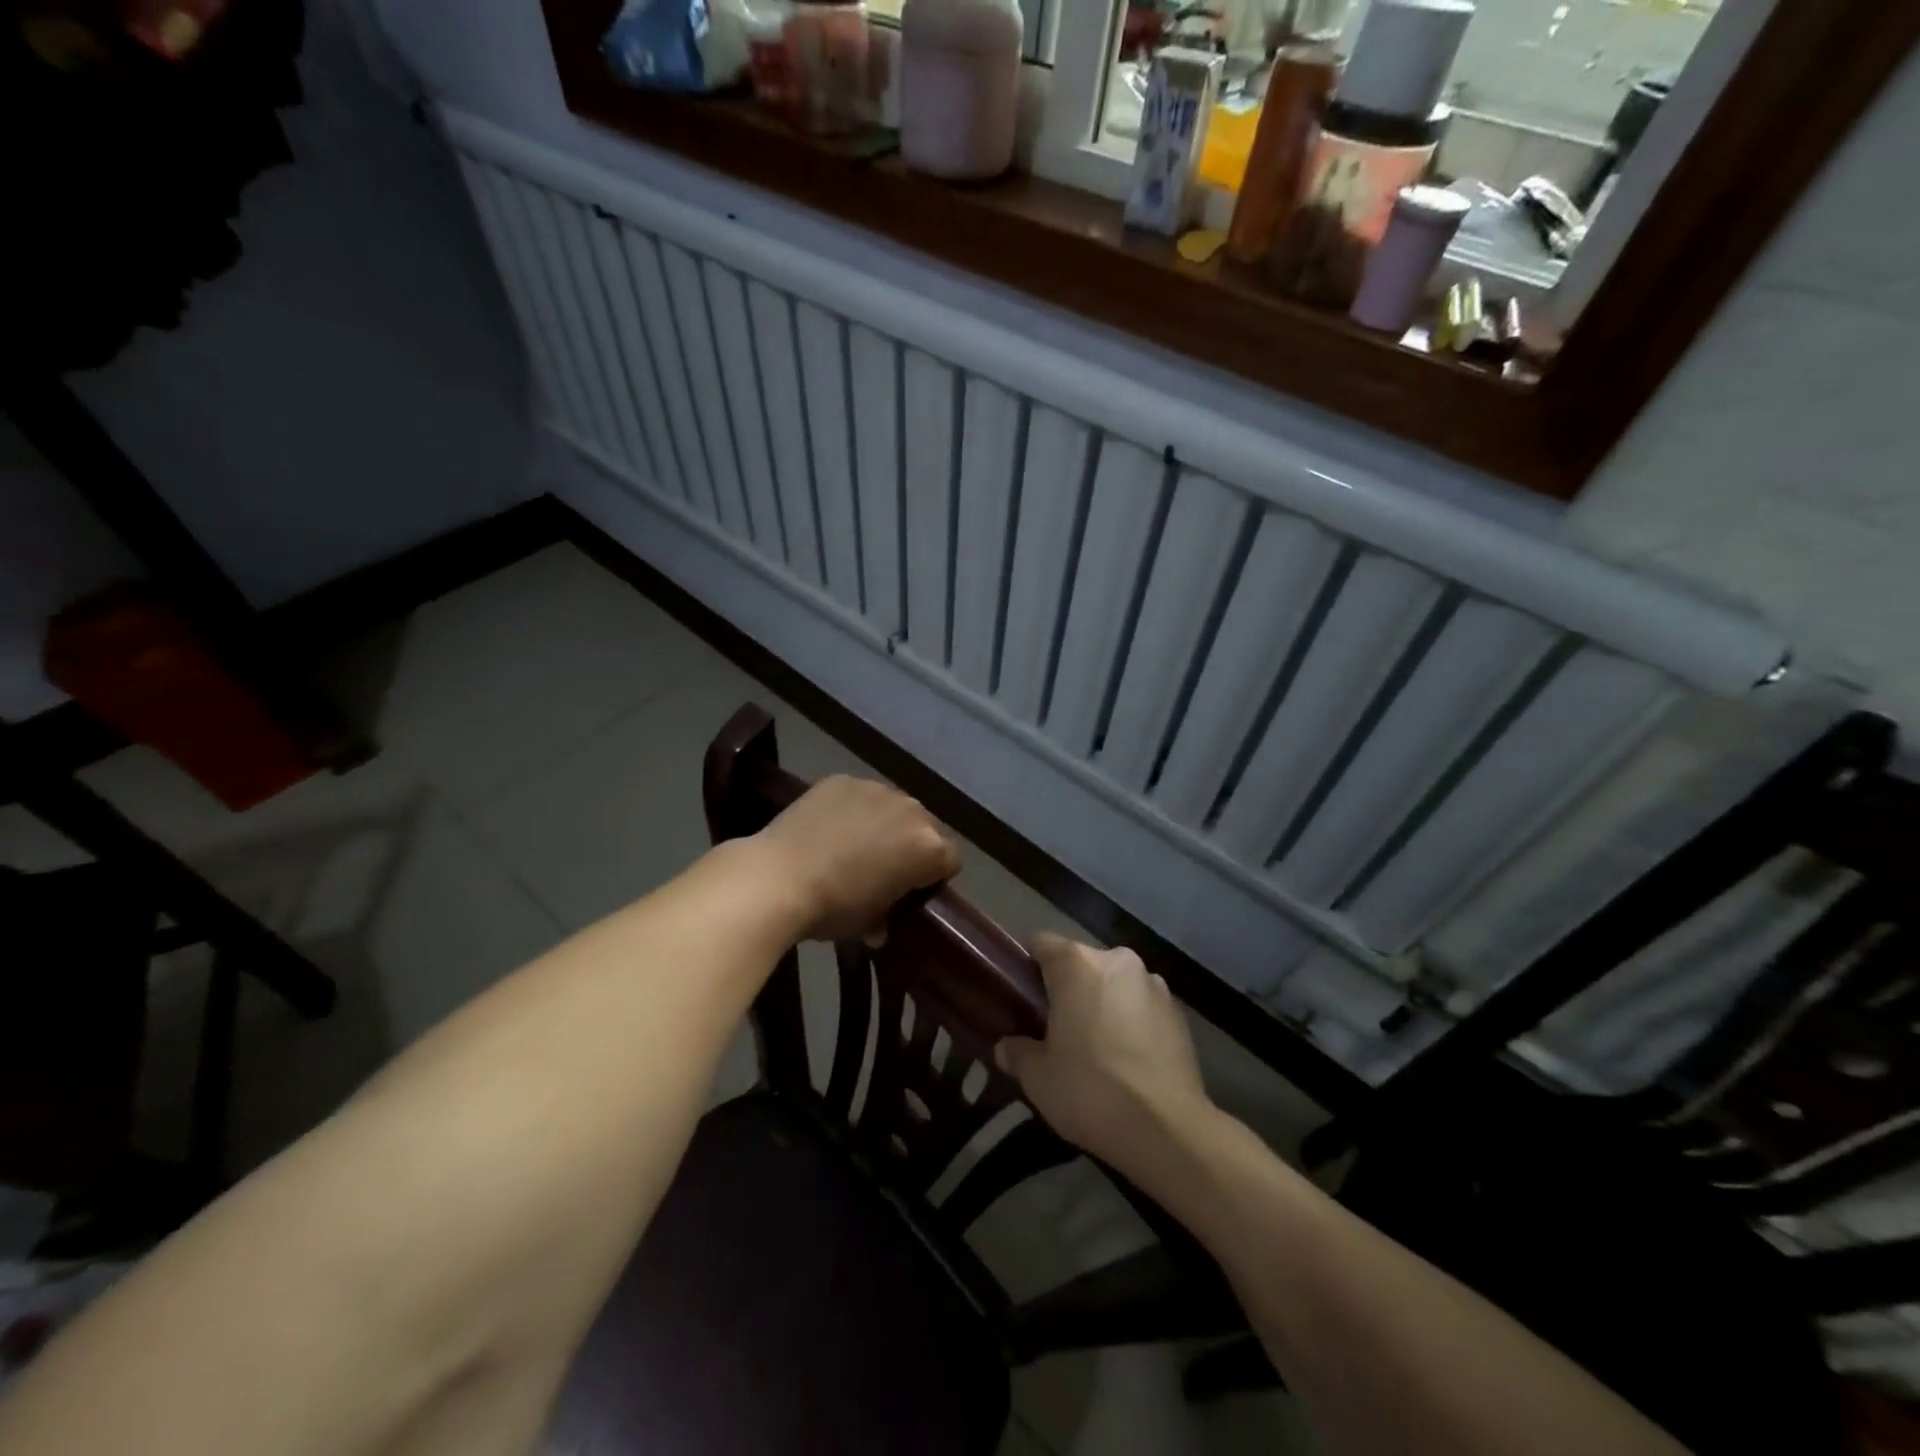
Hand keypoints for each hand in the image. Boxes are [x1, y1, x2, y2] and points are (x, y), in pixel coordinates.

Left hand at [751, 776, 960, 942]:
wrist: (779, 877)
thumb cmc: (833, 907)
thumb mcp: (867, 923)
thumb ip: (885, 917)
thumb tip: (880, 926)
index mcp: (928, 848)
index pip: (951, 859)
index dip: (934, 876)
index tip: (914, 890)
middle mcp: (911, 810)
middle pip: (925, 827)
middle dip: (911, 845)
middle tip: (884, 867)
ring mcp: (876, 789)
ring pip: (892, 806)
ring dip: (883, 823)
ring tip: (853, 844)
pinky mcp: (843, 779)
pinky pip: (858, 795)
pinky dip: (851, 809)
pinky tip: (828, 828)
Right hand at [996, 934, 1211, 1174]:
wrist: (1168, 1130)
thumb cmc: (1090, 1090)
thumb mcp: (1038, 1077)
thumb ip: (1017, 1053)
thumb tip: (1006, 1047)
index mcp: (1077, 963)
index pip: (1041, 944)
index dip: (1026, 966)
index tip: (1019, 996)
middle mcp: (1117, 960)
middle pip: (1080, 963)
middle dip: (1066, 988)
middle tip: (1052, 1028)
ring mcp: (1153, 984)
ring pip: (1113, 984)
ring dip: (1101, 1003)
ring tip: (1093, 1046)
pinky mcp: (1178, 1012)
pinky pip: (1141, 1006)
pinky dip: (1129, 1021)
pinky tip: (1125, 1059)